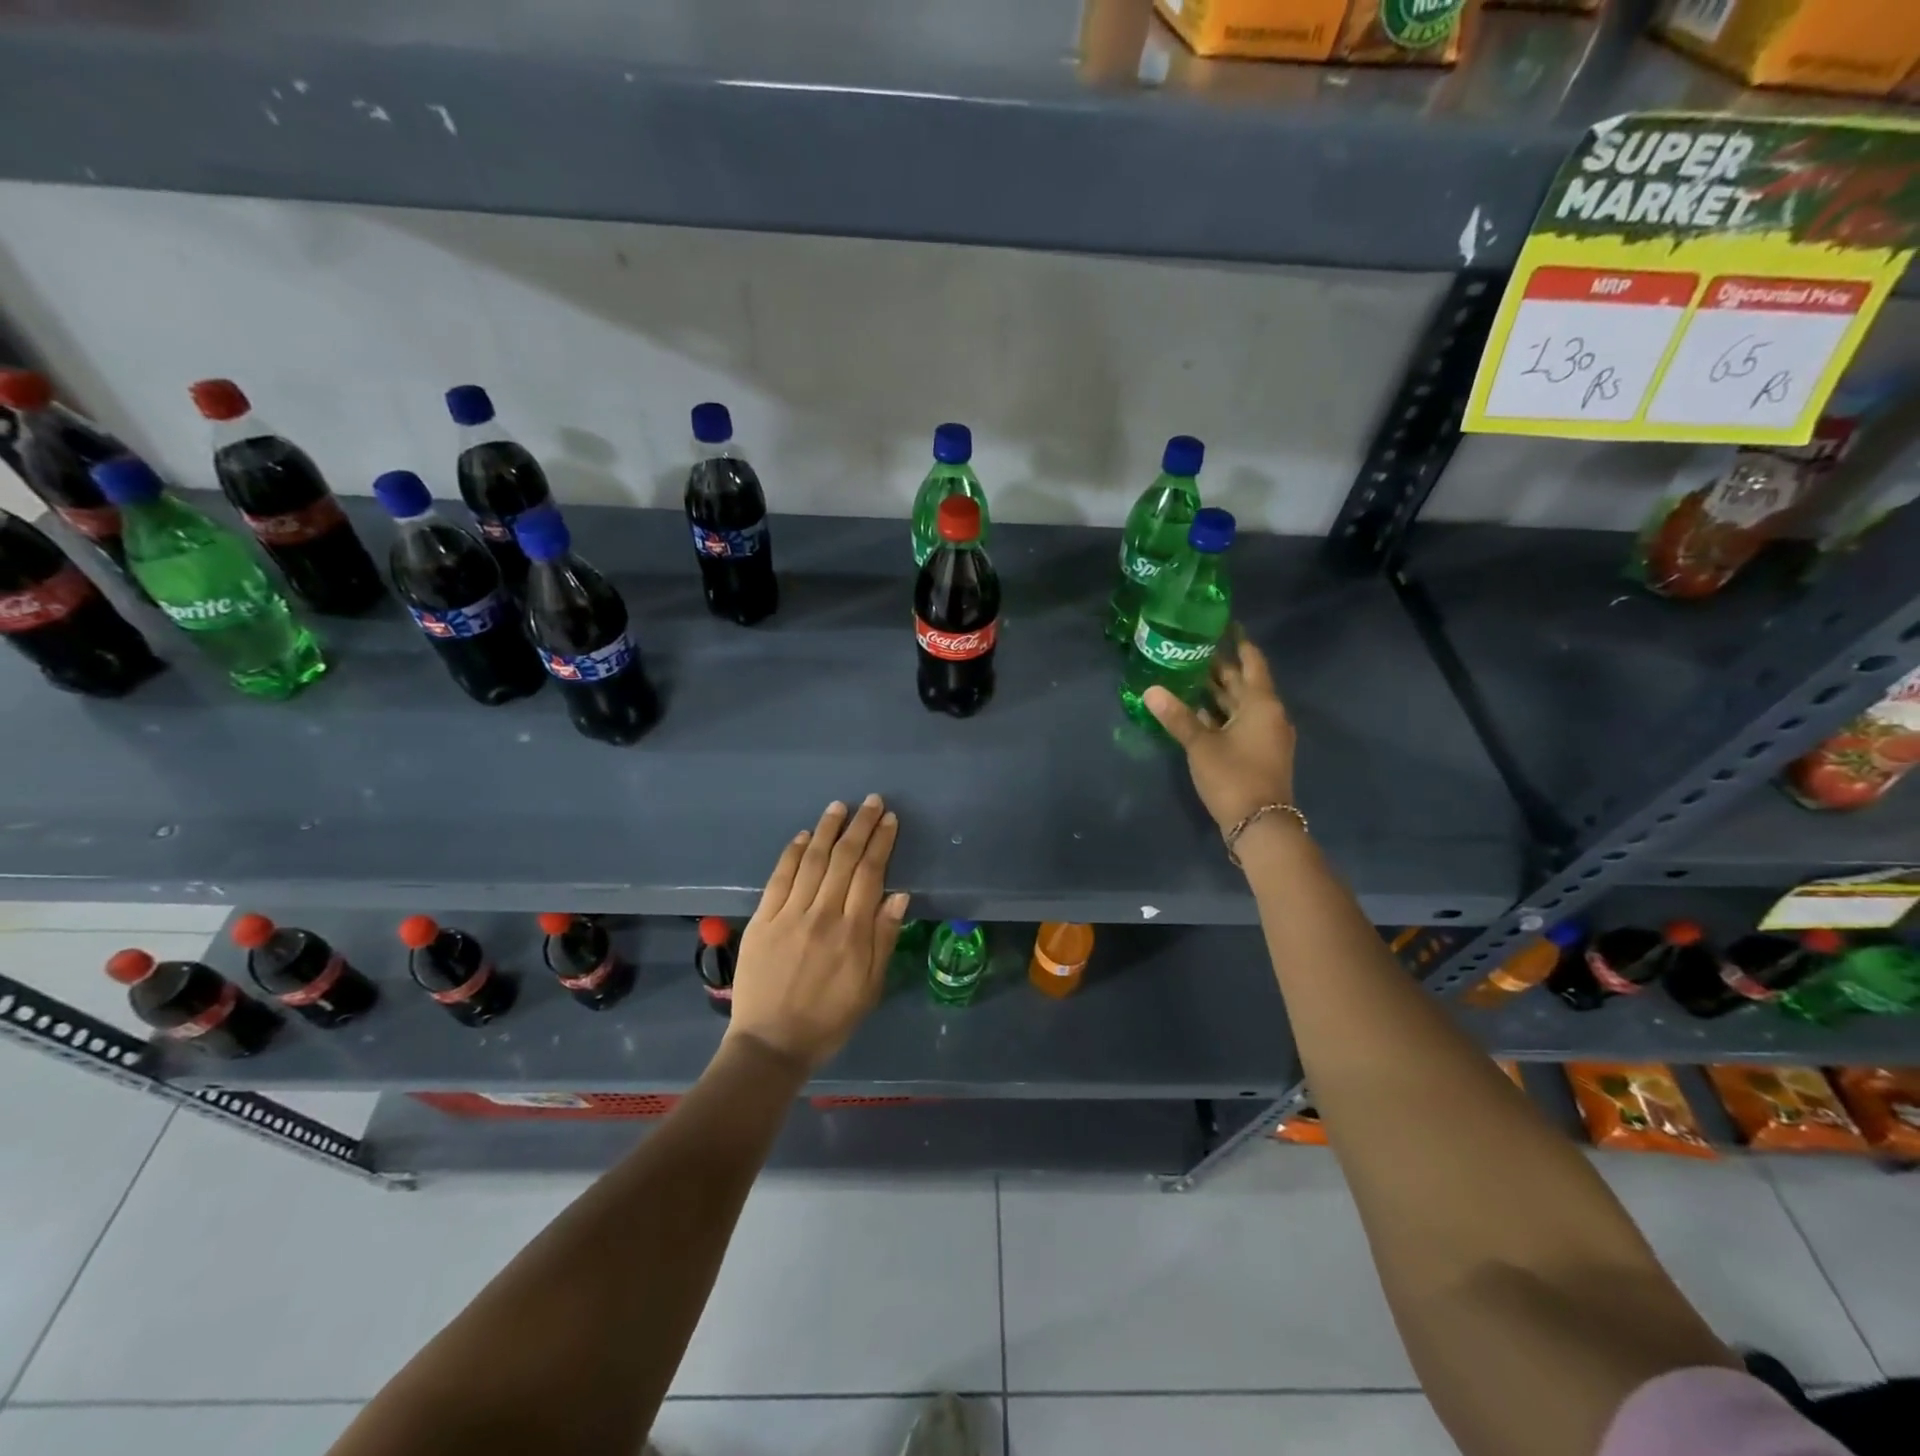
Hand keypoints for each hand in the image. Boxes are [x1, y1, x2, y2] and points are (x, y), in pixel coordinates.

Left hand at [726, 795, 908, 1072]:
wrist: (771, 1044)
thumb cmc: (829, 1019)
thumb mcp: (870, 987)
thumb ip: (884, 938)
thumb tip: (899, 894)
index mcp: (852, 933)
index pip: (870, 874)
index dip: (880, 843)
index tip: (889, 819)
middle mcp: (822, 915)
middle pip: (844, 859)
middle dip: (859, 826)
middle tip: (871, 801)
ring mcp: (788, 915)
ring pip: (812, 861)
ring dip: (827, 830)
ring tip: (839, 807)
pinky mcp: (762, 920)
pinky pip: (779, 878)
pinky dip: (793, 854)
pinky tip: (804, 836)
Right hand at [1145, 634, 1296, 833]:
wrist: (1260, 824)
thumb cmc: (1233, 776)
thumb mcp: (1201, 745)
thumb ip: (1177, 716)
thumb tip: (1150, 690)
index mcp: (1262, 704)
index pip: (1252, 662)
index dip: (1239, 643)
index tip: (1224, 626)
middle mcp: (1269, 714)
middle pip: (1245, 683)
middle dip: (1221, 668)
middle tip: (1194, 650)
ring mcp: (1266, 735)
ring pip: (1241, 705)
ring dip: (1219, 693)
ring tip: (1190, 676)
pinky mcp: (1259, 753)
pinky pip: (1240, 723)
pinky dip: (1221, 715)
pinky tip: (1198, 713)